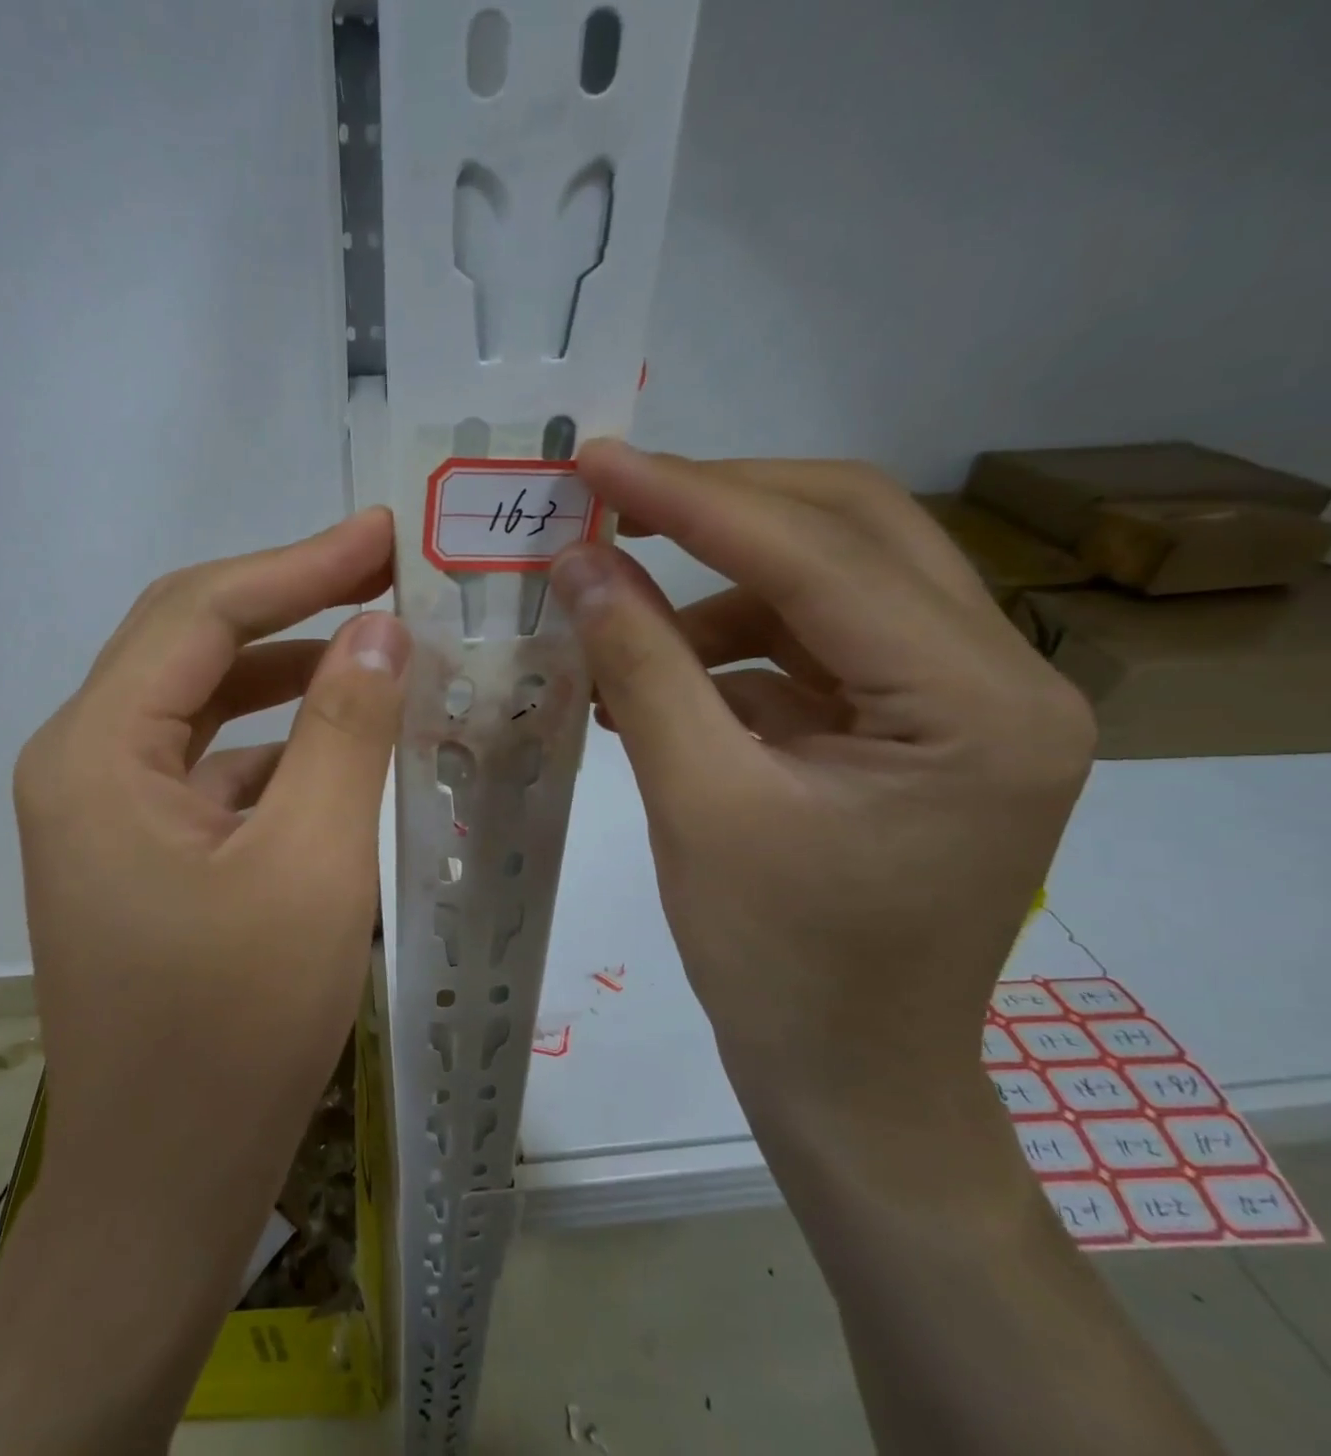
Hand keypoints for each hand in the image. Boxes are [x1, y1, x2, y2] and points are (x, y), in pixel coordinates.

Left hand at [12, 507, 409, 1151]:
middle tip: (386, 573)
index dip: (296, 565)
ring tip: (379, 648)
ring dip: (290, 673)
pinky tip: (346, 745)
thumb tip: (380, 629)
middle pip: (191, 646)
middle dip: (292, 603)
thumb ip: (345, 733)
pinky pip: (215, 767)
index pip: (198, 615)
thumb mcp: (311, 867)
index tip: (381, 535)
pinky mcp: (143, 852)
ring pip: (206, 706)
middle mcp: (83, 765)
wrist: (165, 1186)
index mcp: (95, 754)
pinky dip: (280, 744)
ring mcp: (108, 811)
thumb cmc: (233, 1033)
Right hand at [548, 448, 1223, 1455]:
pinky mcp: (909, 728)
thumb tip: (576, 563)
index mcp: (977, 704)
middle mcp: (999, 678)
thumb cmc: (779, 963)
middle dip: (719, 508)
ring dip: (714, 585)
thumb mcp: (696, 803)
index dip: (695, 497)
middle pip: (852, 533)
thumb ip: (640, 667)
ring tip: (616, 614)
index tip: (598, 460)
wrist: (847, 1079)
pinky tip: (654, 675)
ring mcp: (957, 702)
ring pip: (828, 585)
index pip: (821, 554)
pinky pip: (810, 648)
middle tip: (612, 500)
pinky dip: (726, 645)